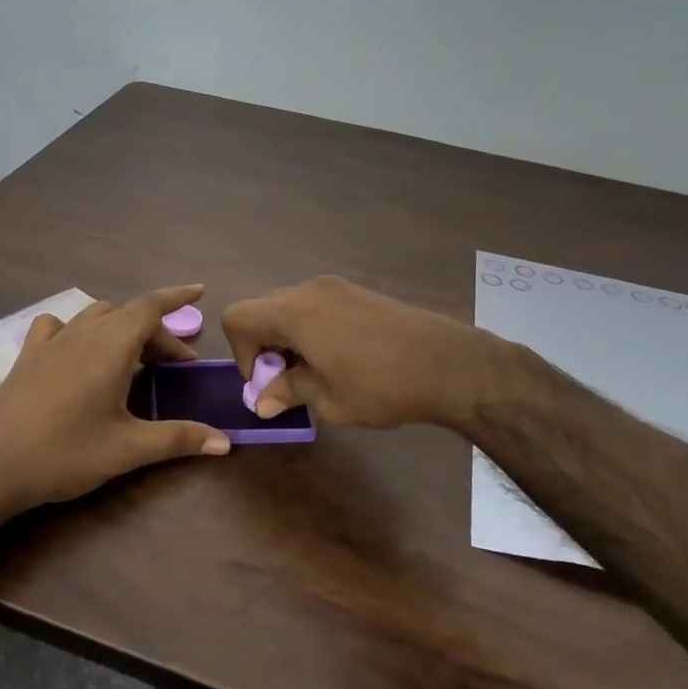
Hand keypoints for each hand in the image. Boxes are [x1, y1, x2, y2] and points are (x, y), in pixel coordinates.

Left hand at [0, 284, 231, 519]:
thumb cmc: (64, 454)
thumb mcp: (128, 449)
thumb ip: (179, 439)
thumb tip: (226, 442)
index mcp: (110, 347)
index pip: (150, 306)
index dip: (177, 296)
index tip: (199, 290)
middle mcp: (81, 334)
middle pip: (128, 316)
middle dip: (157, 333)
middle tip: (175, 366)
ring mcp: (50, 342)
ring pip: (95, 317)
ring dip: (121, 329)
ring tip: (133, 358)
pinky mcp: (27, 356)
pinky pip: (58, 327)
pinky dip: (78, 330)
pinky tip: (77, 352)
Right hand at [221, 275, 492, 429]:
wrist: (448, 364)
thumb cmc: (381, 385)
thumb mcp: (328, 399)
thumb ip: (288, 392)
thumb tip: (262, 401)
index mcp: (294, 311)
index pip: (238, 317)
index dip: (241, 353)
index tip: (268, 382)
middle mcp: (309, 290)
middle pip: (263, 310)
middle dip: (265, 346)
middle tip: (289, 382)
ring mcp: (337, 287)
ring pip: (290, 308)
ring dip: (289, 339)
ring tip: (316, 373)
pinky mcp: (359, 292)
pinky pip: (317, 306)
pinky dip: (312, 329)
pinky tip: (340, 359)